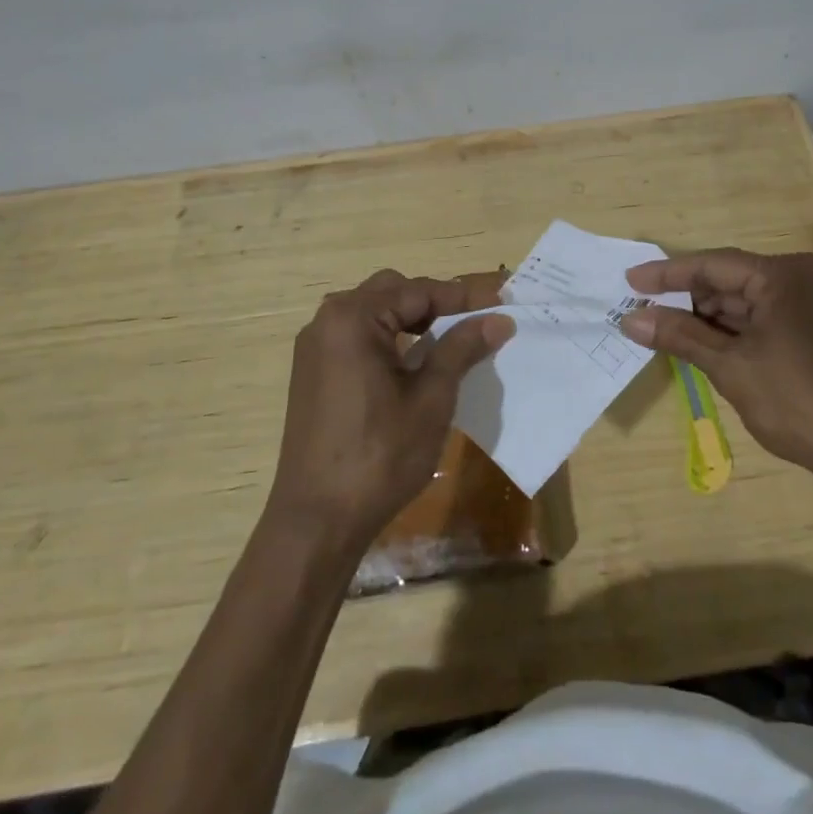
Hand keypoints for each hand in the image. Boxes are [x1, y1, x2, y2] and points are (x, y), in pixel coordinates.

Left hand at [268, 270, 513, 551]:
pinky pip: (355, 337)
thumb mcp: (431, 398)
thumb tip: (498, 319)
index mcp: (353, 319)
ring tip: (448, 340)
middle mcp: (327, 322)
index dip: (463, 297)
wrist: (317, 521)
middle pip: (391, 292)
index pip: (418, 292)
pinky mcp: (311, 373)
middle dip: (434, 303)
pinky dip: (388, 338)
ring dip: (410, 319)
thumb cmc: (380, 456)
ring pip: (372, 313)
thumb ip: (462, 349)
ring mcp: (314, 348)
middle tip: (473, 322)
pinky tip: (412, 364)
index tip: (501, 304)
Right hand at [621, 249, 812, 484]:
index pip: (712, 264)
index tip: (629, 280)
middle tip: (643, 312)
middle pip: (730, 281)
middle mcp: (802, 278)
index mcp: (783, 275)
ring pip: (747, 303)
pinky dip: (734, 332)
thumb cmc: (798, 402)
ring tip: (665, 330)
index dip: (667, 274)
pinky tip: (705, 344)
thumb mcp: (731, 367)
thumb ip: (680, 336)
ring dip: (708, 318)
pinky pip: (765, 319)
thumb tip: (630, 319)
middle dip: (687, 299)